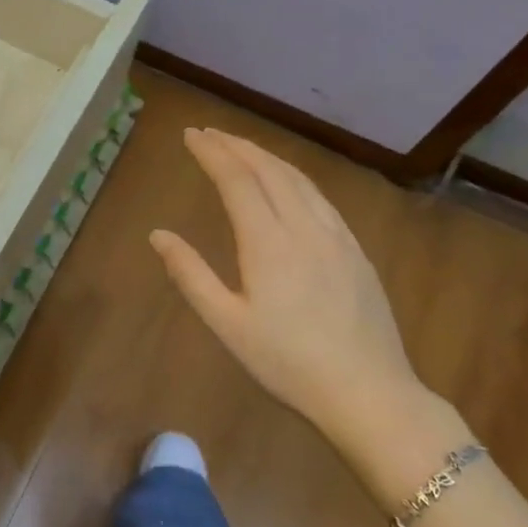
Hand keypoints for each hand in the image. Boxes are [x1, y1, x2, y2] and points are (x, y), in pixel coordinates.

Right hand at [149, 128, 428, 445]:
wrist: (369, 393)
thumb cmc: (287, 363)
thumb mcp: (227, 324)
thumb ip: (190, 275)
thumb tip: (158, 235)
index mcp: (269, 243)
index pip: (237, 180)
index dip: (212, 153)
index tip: (190, 134)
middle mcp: (305, 227)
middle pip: (269, 170)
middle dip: (236, 146)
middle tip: (209, 133)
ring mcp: (337, 237)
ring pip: (299, 179)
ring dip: (266, 156)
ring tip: (241, 148)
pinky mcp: (356, 251)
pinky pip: (320, 197)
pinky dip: (294, 177)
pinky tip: (287, 183)